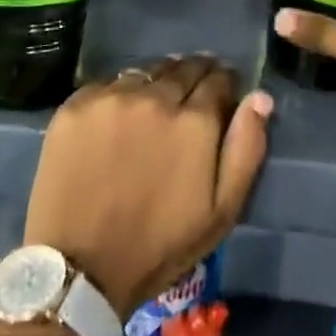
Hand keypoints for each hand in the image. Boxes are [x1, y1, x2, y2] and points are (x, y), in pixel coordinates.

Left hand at [24, 55, 272, 317]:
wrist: (79, 269)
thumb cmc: (159, 245)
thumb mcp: (221, 211)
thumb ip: (246, 148)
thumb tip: (260, 97)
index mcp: (194, 120)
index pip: (218, 78)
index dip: (223, 83)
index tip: (221, 93)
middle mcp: (155, 97)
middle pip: (183, 67)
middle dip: (193, 76)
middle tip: (189, 96)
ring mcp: (112, 97)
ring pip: (145, 72)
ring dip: (156, 81)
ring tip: (153, 103)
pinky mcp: (76, 105)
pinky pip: (107, 84)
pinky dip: (119, 93)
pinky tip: (117, 116)